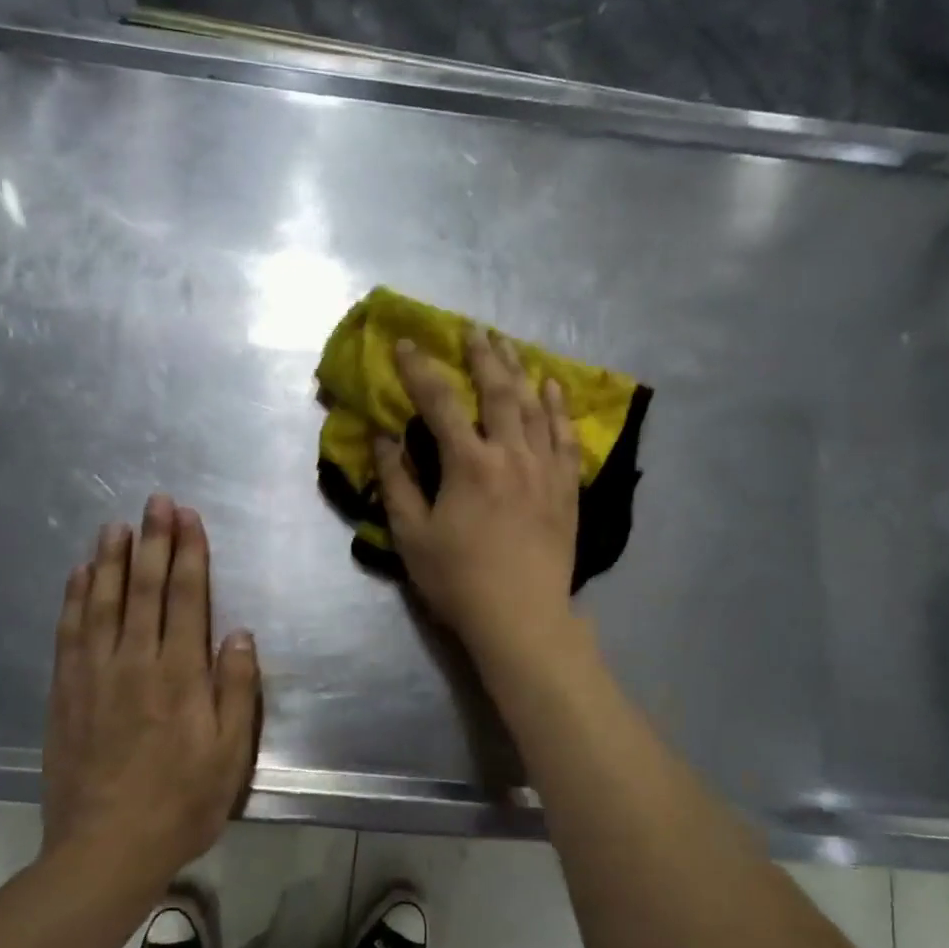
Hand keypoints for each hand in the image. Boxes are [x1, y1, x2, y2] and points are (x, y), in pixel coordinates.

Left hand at [41, 493, 259, 880]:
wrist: (105, 850)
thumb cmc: (181, 802)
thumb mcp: (229, 754)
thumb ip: (236, 689)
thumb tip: (238, 634)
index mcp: (180, 675)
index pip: (185, 599)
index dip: (188, 554)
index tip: (188, 518)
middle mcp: (135, 663)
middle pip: (143, 589)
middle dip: (152, 541)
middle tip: (156, 501)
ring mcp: (94, 675)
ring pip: (102, 603)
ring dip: (109, 559)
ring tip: (115, 524)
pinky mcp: (65, 693)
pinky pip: (68, 633)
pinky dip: (73, 599)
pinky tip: (77, 575)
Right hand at [375, 328, 582, 664]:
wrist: (521, 617)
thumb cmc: (458, 580)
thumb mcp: (412, 535)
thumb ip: (397, 481)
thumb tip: (382, 436)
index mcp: (468, 463)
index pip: (440, 402)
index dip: (420, 369)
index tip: (406, 343)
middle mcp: (510, 454)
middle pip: (498, 391)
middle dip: (481, 355)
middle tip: (472, 329)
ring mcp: (544, 469)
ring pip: (535, 406)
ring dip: (519, 370)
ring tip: (508, 345)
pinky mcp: (566, 488)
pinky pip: (565, 436)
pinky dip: (559, 408)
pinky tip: (553, 388)